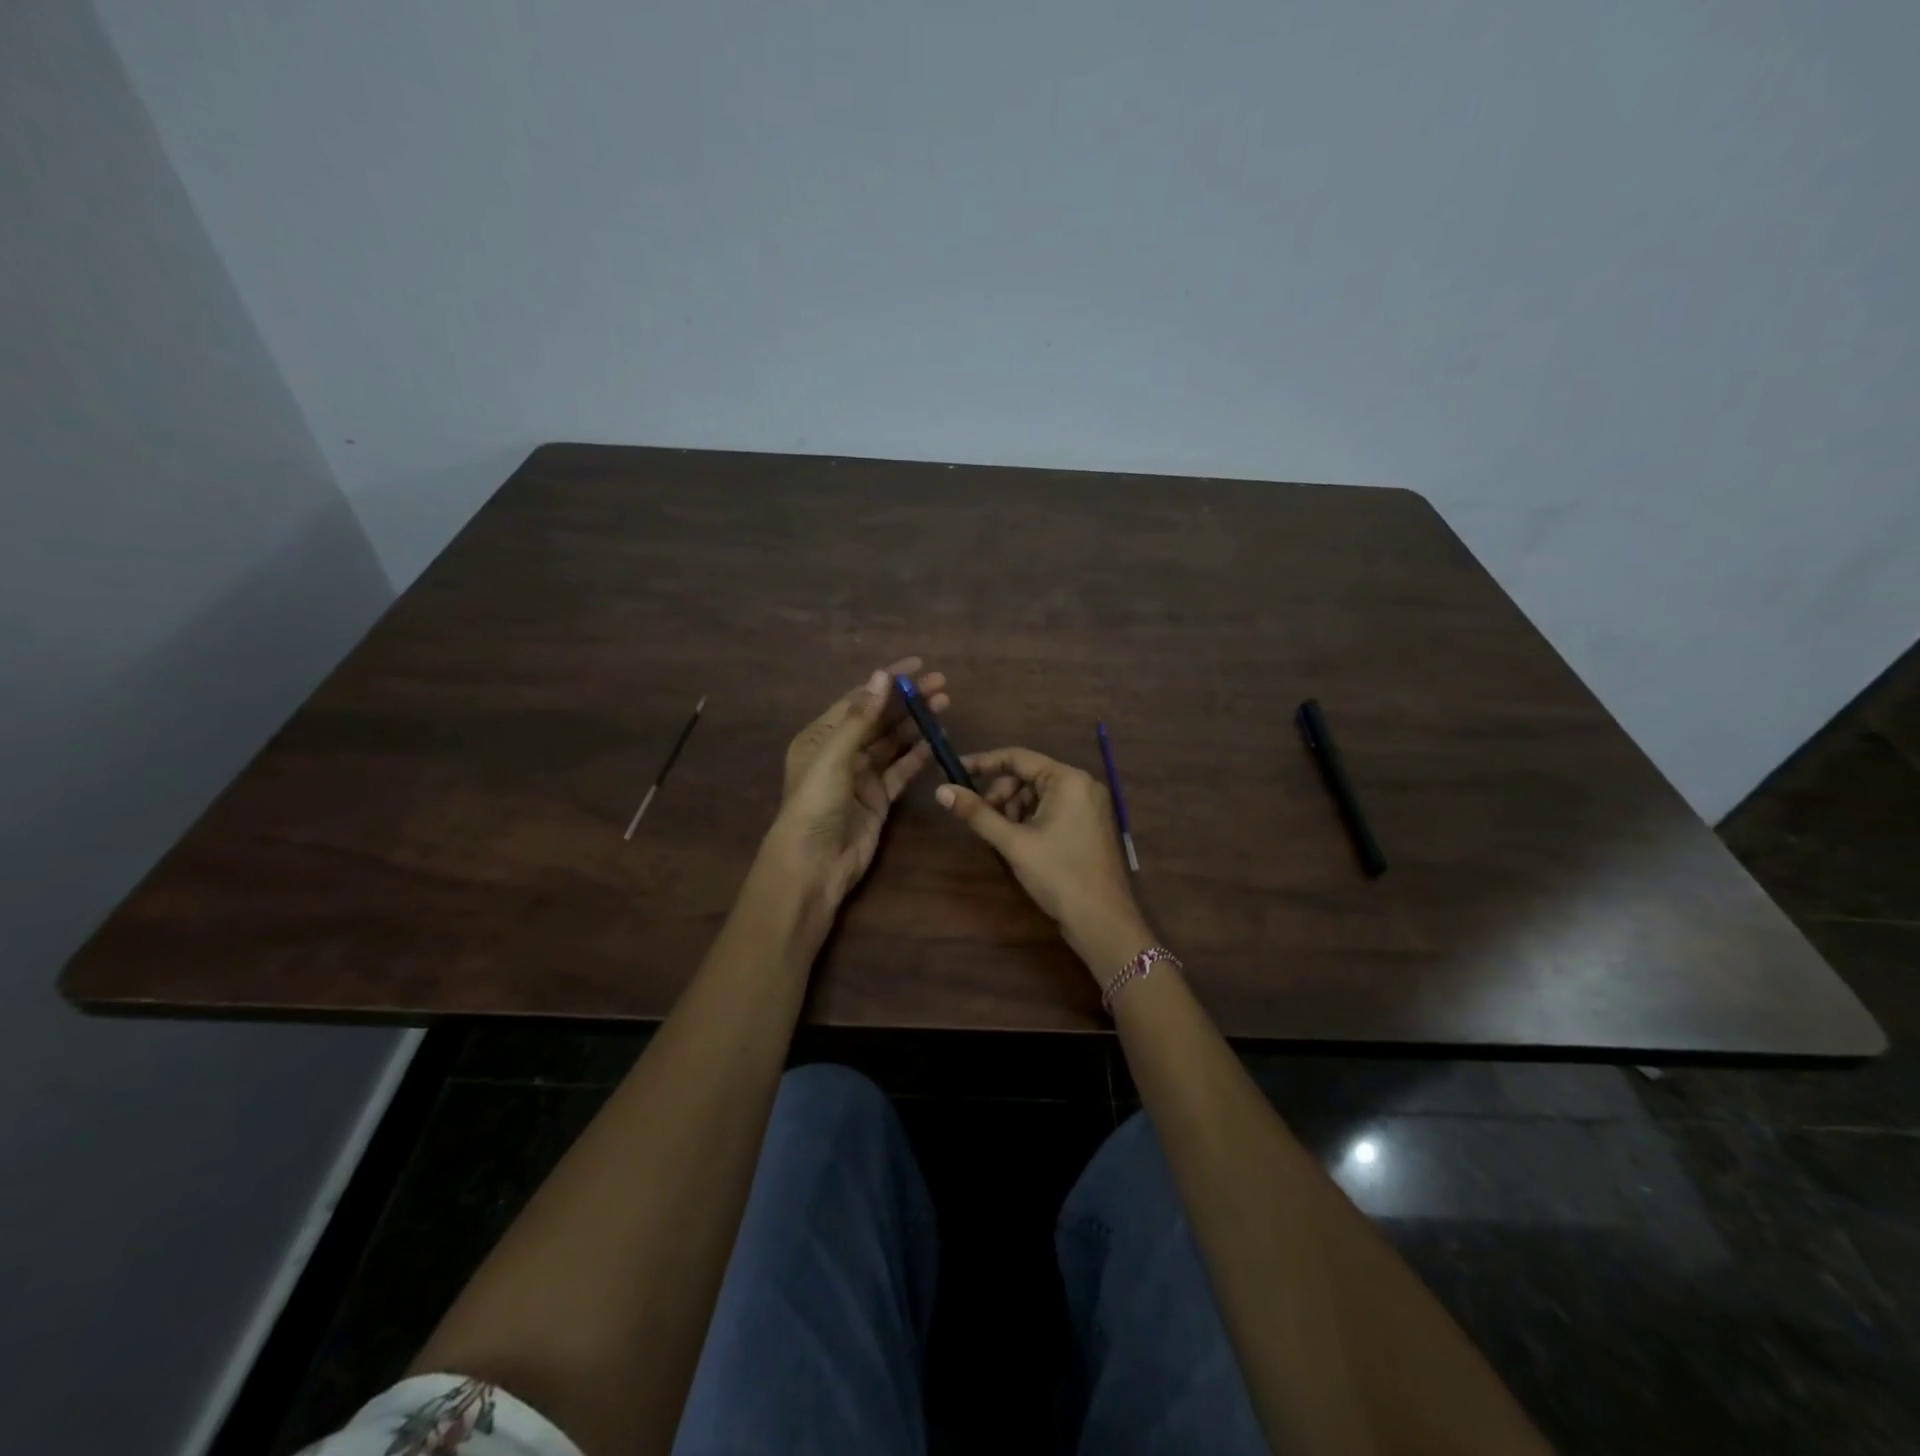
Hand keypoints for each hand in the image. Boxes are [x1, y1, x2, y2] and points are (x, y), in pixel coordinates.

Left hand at [760, 657, 947, 909]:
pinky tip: (937, 740)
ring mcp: (861, 776)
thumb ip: (860, 718)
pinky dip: (918, 755)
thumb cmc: (815, 805)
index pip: (858, 699)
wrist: (814, 865)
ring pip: (893, 743)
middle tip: (942, 684)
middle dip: (908, 701)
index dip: (887, 681)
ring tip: (945, 705)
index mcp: (821, 737)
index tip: (917, 665)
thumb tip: (882, 675)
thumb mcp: (834, 756)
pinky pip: (902, 770)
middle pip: (880, 719)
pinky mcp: (879, 798)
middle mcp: (841, 752)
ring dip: (917, 724)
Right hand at [936, 747, 1152, 980]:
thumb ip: (977, 813)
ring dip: (1015, 809)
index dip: (983, 763)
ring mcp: (1090, 805)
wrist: (1102, 920)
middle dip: (1001, 794)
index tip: (955, 771)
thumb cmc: (1058, 874)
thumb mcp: (1013, 842)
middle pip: (1028, 776)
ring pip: (1039, 794)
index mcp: (1067, 779)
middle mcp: (1082, 784)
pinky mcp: (1090, 825)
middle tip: (984, 820)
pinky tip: (1021, 843)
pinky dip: (1032, 819)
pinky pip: (1053, 809)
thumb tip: (941, 791)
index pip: (1017, 757)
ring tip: (1004, 838)